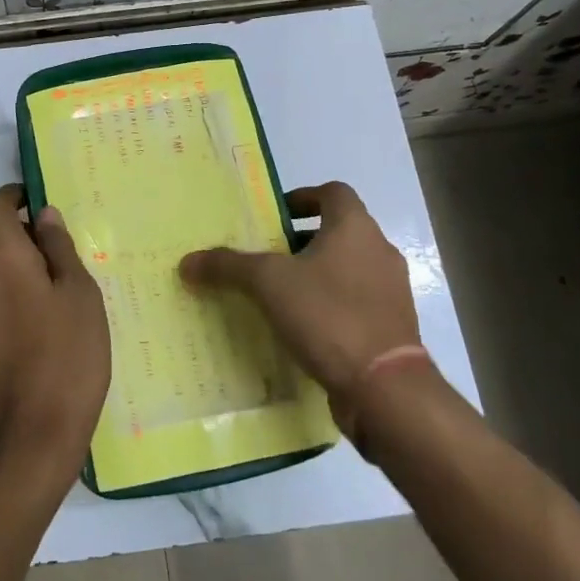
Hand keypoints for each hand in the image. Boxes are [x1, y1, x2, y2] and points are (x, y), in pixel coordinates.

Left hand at [0, 184, 110, 484]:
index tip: (34, 203)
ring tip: (22, 270)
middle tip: (24, 236)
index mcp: (1, 255)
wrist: (27, 435)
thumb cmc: (67, 358)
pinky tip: (15, 305)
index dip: (12, 196)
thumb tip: (43, 215)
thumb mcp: (80, 296)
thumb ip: (60, 249)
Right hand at [180, 181, 420, 408]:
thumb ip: (228, 267)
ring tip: (280, 294)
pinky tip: (303, 328)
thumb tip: (187, 262)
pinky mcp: (392, 326)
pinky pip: (356, 302)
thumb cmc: (328, 315)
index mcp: (355, 227)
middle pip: (339, 231)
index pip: (333, 192)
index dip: (303, 197)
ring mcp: (391, 290)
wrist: (385, 387)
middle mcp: (379, 251)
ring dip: (317, 274)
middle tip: (268, 257)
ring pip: (348, 268)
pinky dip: (331, 305)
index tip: (275, 216)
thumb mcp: (268, 284)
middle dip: (302, 241)